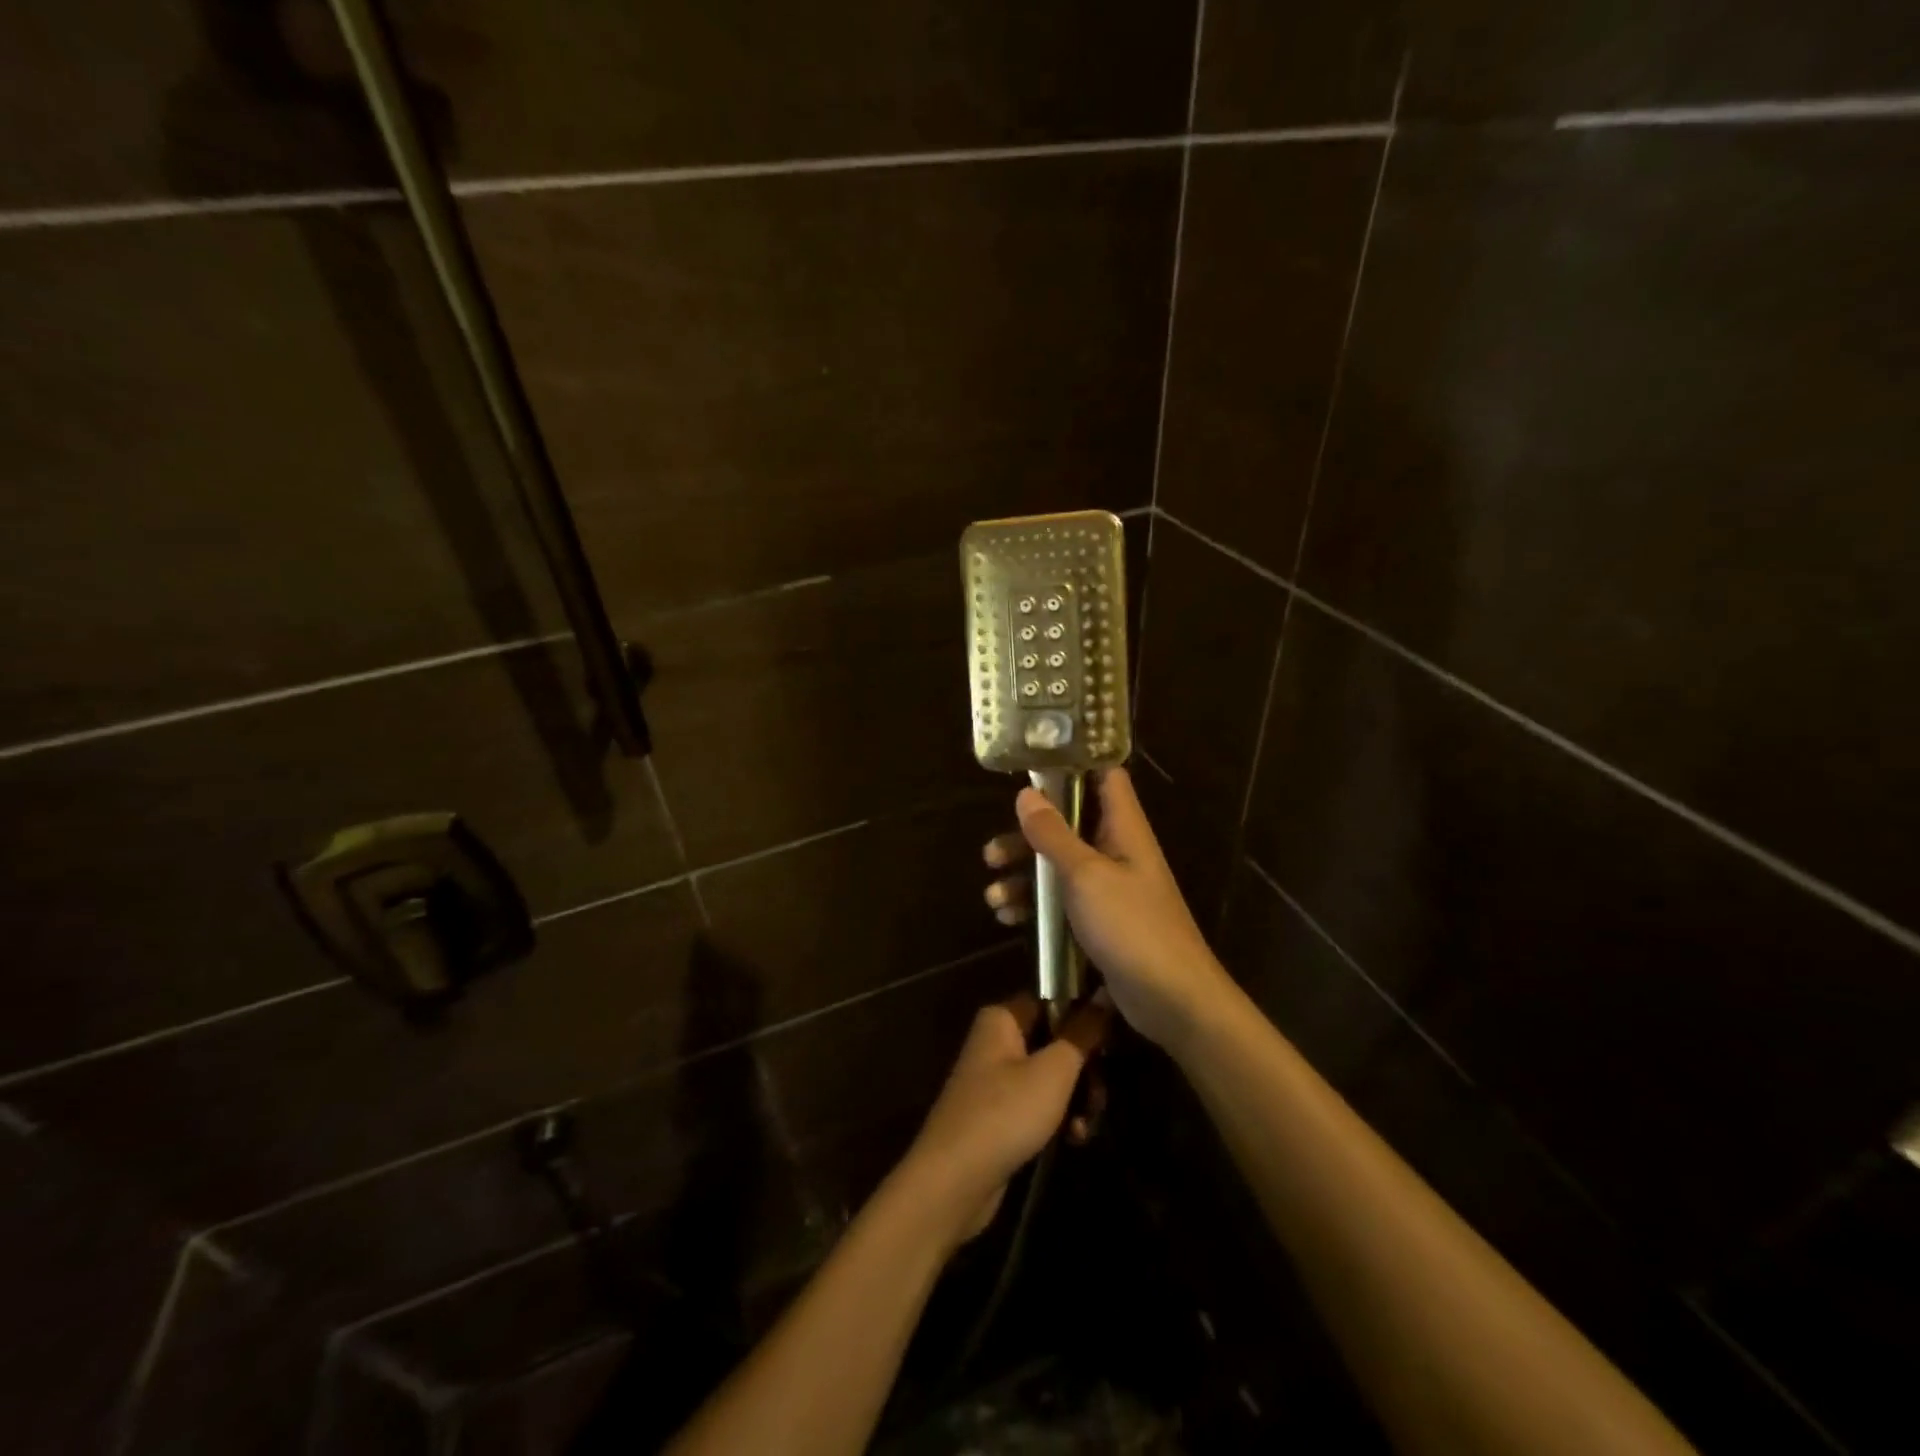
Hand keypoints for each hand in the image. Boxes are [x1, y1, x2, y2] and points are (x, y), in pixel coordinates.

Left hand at [896, 996, 1108, 1249]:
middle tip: (1098, 1095)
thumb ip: (1082, 1032)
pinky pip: (1039, 1105)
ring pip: (1052, 1077)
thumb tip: (1104, 993)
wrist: (953, 1181)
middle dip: (1084, 1070)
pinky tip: (1073, 1141)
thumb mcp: (1054, 1071)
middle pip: (1056, 1041)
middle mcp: (996, 1041)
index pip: (1052, 1000)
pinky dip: (1058, 1120)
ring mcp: (996, 1080)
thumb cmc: (1005, 1113)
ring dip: (1076, 1100)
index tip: (1110, 1042)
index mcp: (1003, 1018)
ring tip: (1086, 1125)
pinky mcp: (1000, 1116)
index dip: (1084, 1018)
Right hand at [983, 766, 1232, 1050]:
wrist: (1172, 999)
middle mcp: (1117, 849)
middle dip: (1027, 836)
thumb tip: (1026, 793)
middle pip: (1068, 824)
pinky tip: (1008, 918)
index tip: (1030, 768)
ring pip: (1059, 865)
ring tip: (993, 897)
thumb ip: (1054, 834)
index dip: (1071, 764)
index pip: (1103, 776)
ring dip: (1024, 876)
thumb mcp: (1085, 875)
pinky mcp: (1101, 919)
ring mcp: (1109, 886)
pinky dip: (1036, 905)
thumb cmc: (1132, 926)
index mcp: (1123, 827)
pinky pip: (1062, 900)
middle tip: (992, 854)